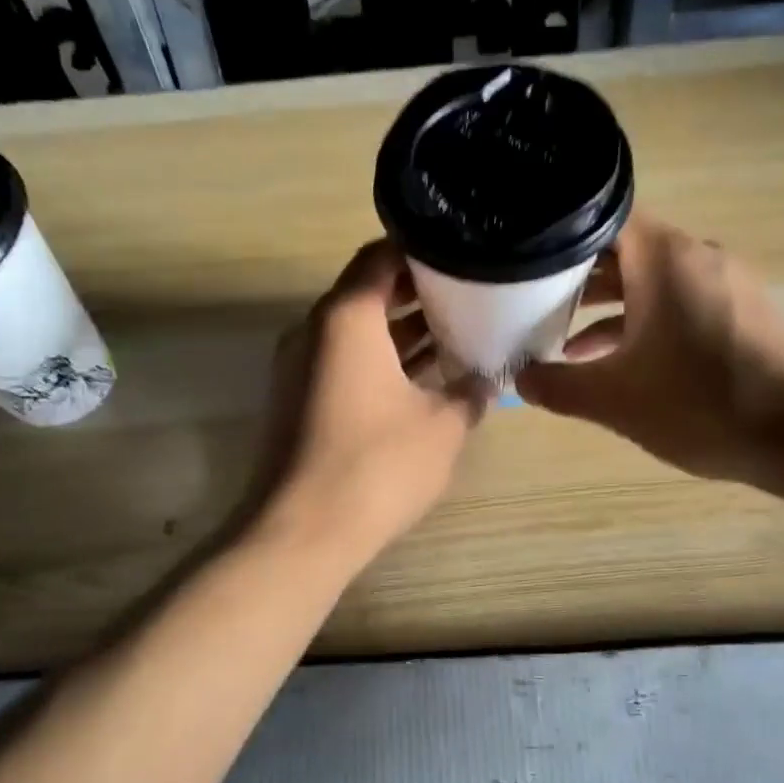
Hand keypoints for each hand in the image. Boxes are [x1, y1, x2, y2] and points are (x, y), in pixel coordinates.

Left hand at [254, 241, 491, 566]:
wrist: (299, 532)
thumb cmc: (376, 466)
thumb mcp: (442, 427)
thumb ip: (469, 392)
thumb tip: (485, 380)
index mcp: (346, 318)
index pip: (380, 256)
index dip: (422, 249)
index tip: (461, 254)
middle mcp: (314, 331)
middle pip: (367, 292)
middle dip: (417, 292)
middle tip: (468, 294)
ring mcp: (299, 367)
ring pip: (356, 331)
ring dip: (400, 331)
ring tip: (454, 333)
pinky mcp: (297, 401)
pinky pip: (343, 363)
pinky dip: (380, 362)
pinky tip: (421, 380)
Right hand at [515, 214, 783, 487]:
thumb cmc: (701, 404)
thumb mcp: (614, 400)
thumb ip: (558, 386)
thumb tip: (519, 381)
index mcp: (664, 259)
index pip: (602, 218)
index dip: (559, 237)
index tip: (525, 260)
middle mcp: (698, 256)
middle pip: (626, 250)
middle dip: (578, 277)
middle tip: (533, 301)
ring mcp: (726, 283)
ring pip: (654, 280)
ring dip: (611, 306)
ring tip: (566, 339)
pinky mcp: (744, 312)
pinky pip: (682, 302)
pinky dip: (647, 322)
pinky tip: (621, 362)